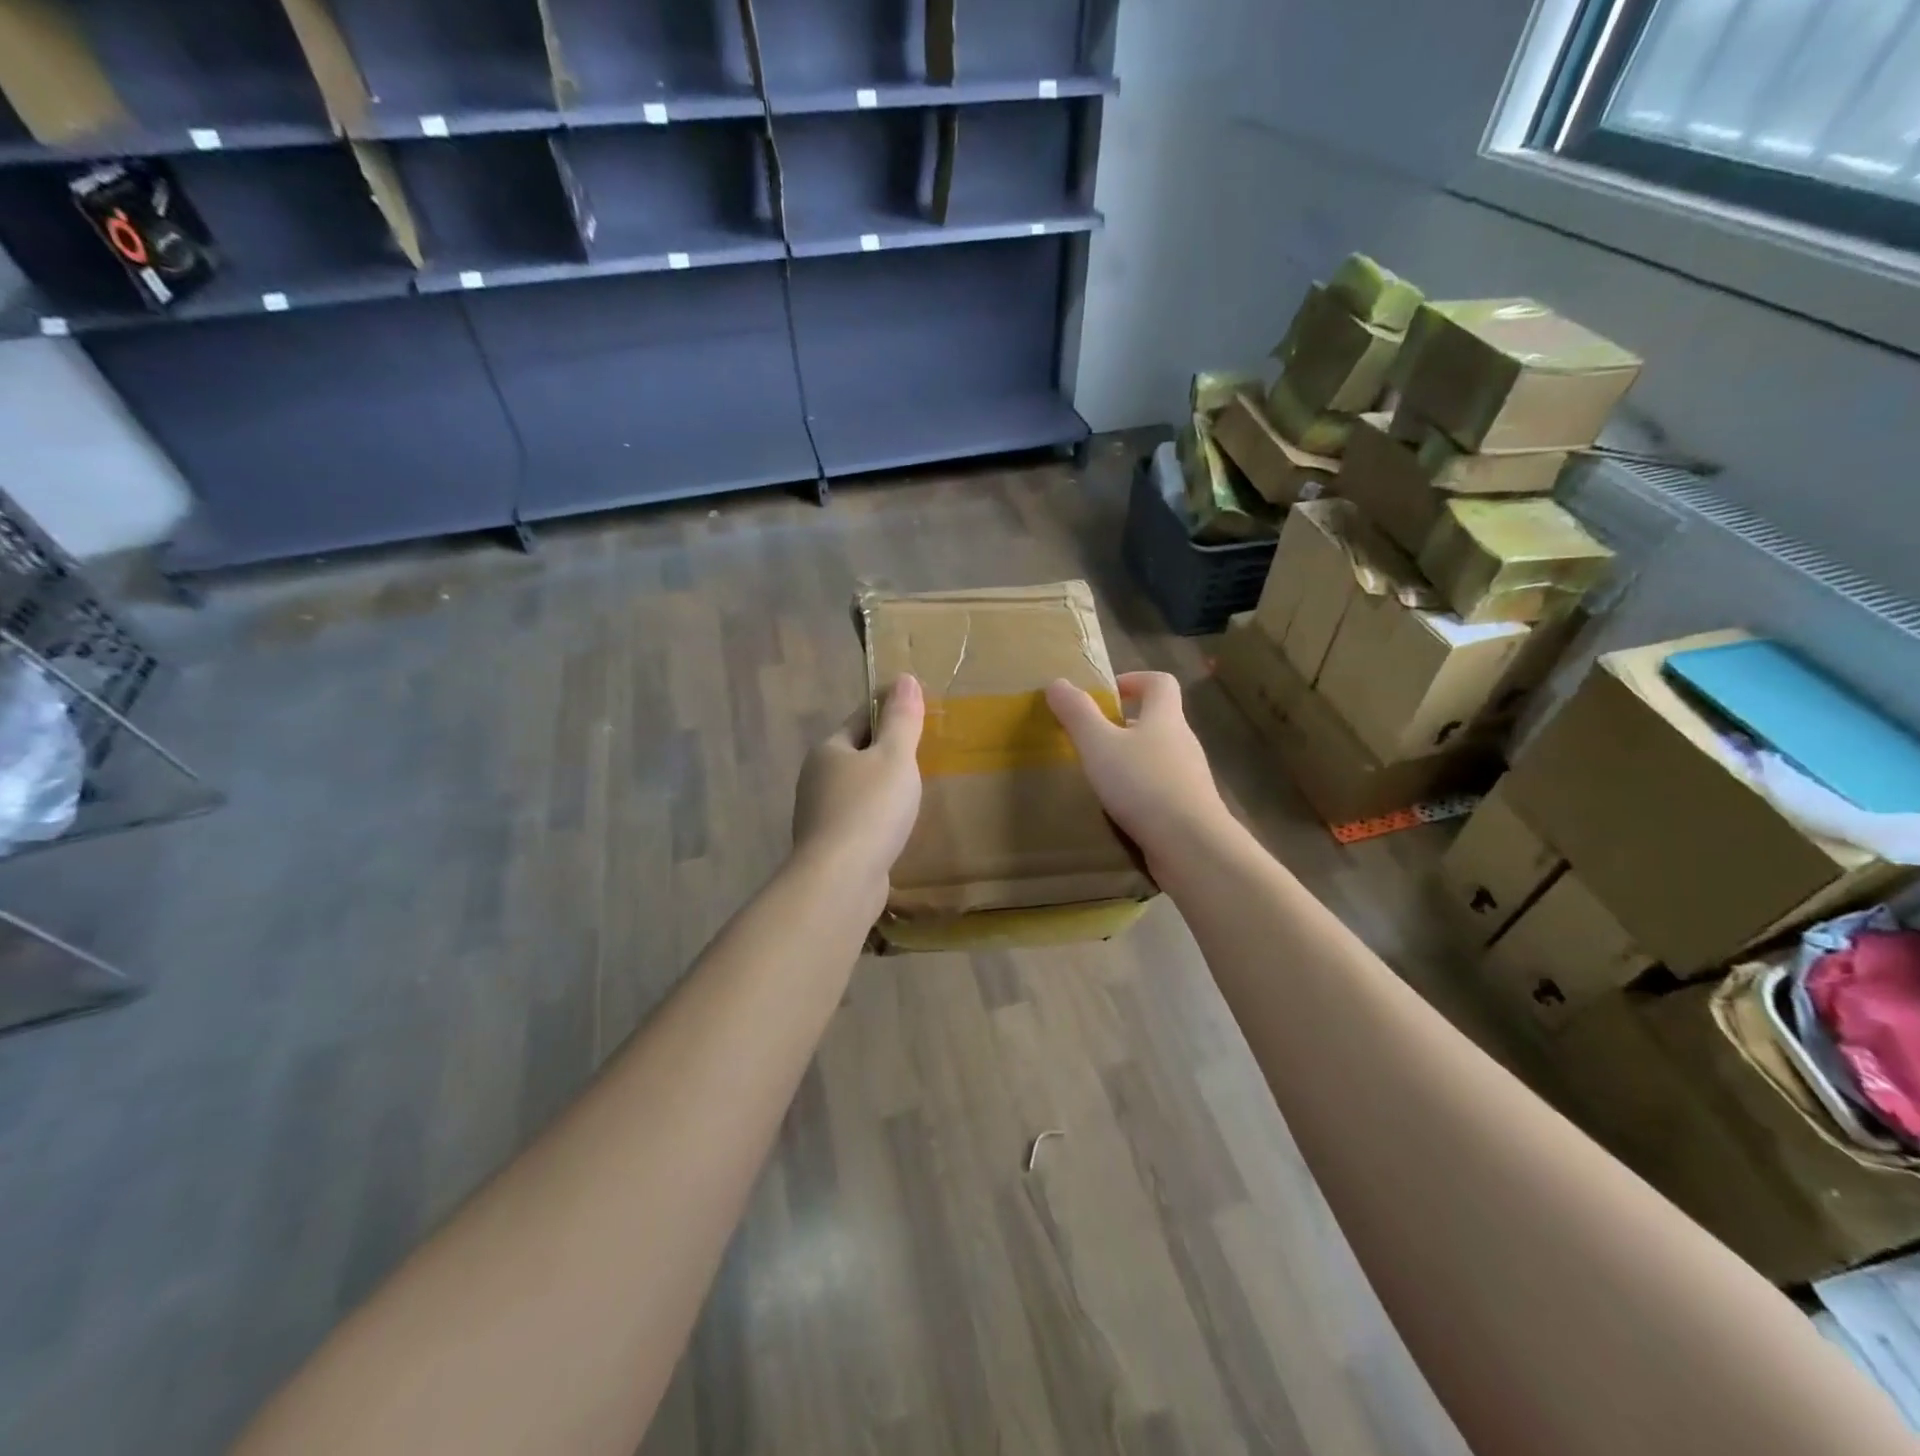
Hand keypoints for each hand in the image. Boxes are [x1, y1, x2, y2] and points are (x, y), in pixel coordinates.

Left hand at [793, 675, 924, 891]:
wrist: (840, 881)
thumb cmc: (870, 810)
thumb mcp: (895, 758)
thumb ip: (901, 719)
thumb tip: (904, 678)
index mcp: (828, 750)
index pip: (861, 717)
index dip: (889, 709)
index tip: (918, 709)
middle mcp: (816, 778)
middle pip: (856, 754)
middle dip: (885, 751)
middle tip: (924, 751)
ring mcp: (819, 815)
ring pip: (857, 789)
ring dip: (881, 787)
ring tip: (915, 789)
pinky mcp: (829, 847)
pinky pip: (858, 820)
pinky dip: (877, 818)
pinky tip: (897, 827)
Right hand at [1045, 671, 1228, 865]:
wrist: (1191, 845)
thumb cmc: (1143, 784)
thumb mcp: (1099, 745)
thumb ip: (1077, 713)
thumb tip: (1057, 683)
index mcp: (1165, 718)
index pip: (1160, 682)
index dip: (1135, 680)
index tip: (1109, 693)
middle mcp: (1183, 742)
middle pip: (1158, 720)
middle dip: (1126, 724)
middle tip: (1093, 739)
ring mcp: (1190, 777)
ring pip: (1159, 757)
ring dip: (1132, 760)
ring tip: (1101, 776)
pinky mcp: (1189, 808)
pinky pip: (1162, 789)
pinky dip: (1141, 791)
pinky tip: (1120, 809)